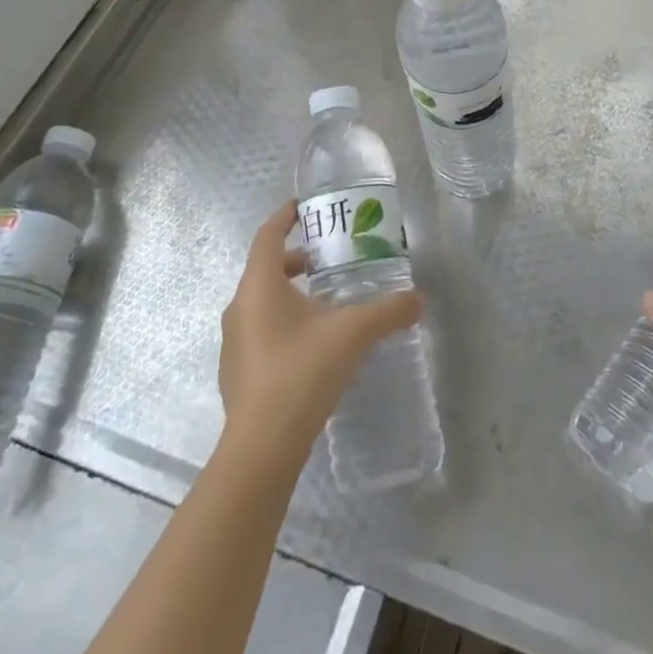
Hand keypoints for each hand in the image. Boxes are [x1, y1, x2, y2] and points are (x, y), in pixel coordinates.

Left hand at [217, 201, 422, 466]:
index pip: (267, 235)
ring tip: (327, 300)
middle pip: (265, 268)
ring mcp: (234, 342)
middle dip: (296, 258)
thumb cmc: (302, 372)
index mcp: (259, 285)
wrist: (263, 447)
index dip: (285, 216)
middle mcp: (239, 307)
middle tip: (330, 257)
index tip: (304, 206)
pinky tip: (313, 343)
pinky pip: (260, 331)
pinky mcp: (237, 372)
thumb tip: (418, 299)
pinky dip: (284, 322)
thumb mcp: (353, 334)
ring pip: (262, 301)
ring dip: (290, 292)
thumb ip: (388, 311)